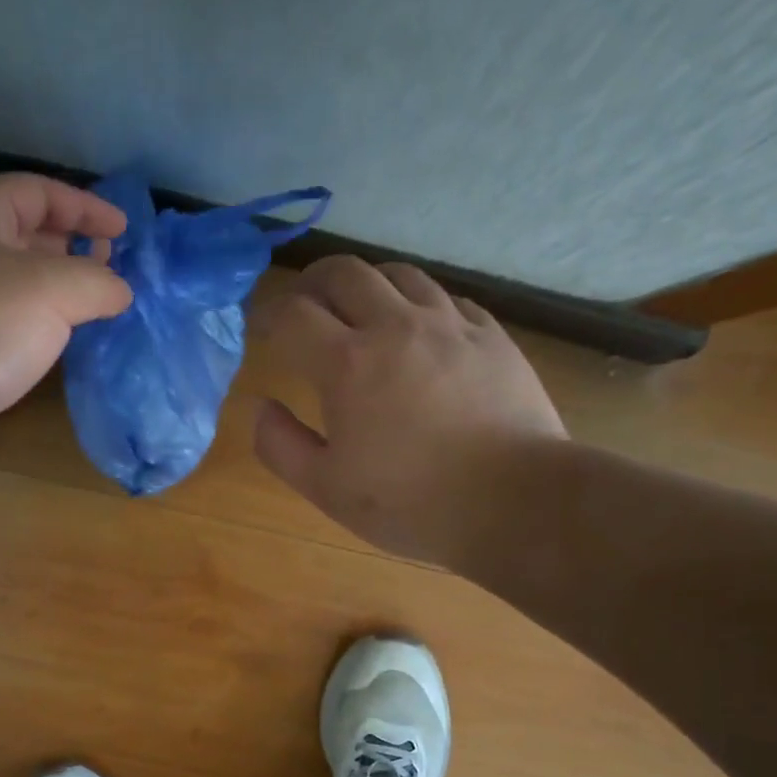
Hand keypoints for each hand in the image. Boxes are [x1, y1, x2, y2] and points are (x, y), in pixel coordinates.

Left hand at [0, 174, 130, 464]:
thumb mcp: (51, 290)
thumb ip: (97, 281)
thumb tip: (119, 290)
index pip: (38, 191)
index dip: (86, 206)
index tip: (124, 232)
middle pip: (25, 233)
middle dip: (72, 246)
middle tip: (110, 269)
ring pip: (15, 280)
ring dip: (57, 288)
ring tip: (94, 306)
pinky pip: (4, 317)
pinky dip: (37, 321)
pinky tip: (59, 340)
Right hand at [253, 256, 566, 565]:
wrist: (515, 501)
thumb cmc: (411, 503)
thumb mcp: (327, 489)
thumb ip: (280, 445)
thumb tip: (261, 407)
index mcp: (347, 363)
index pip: (293, 313)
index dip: (269, 315)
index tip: (262, 330)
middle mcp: (395, 326)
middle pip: (343, 272)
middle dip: (312, 283)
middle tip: (304, 307)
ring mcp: (449, 324)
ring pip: (397, 273)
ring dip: (366, 284)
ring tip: (359, 310)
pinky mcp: (489, 334)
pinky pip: (445, 297)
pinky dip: (417, 303)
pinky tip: (418, 329)